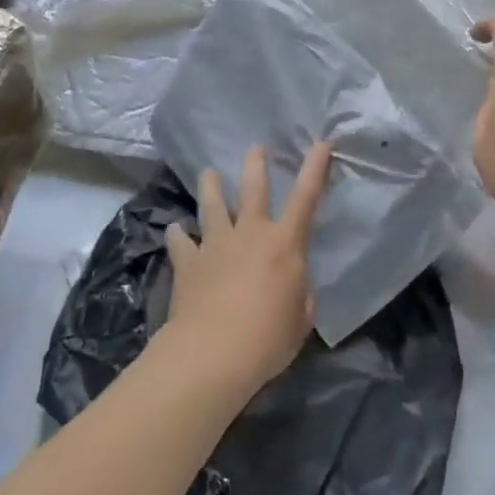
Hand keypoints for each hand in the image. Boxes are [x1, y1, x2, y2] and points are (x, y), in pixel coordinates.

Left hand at [163, 142, 331, 396]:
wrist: (213, 352)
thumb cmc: (269, 337)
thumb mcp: (301, 318)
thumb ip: (299, 295)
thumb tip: (291, 287)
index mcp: (284, 243)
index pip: (306, 197)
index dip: (315, 168)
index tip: (321, 142)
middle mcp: (250, 233)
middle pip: (253, 189)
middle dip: (256, 165)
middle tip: (255, 148)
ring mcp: (215, 244)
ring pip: (213, 206)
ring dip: (211, 187)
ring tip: (208, 173)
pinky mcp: (188, 263)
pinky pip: (180, 242)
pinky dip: (177, 234)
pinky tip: (173, 229)